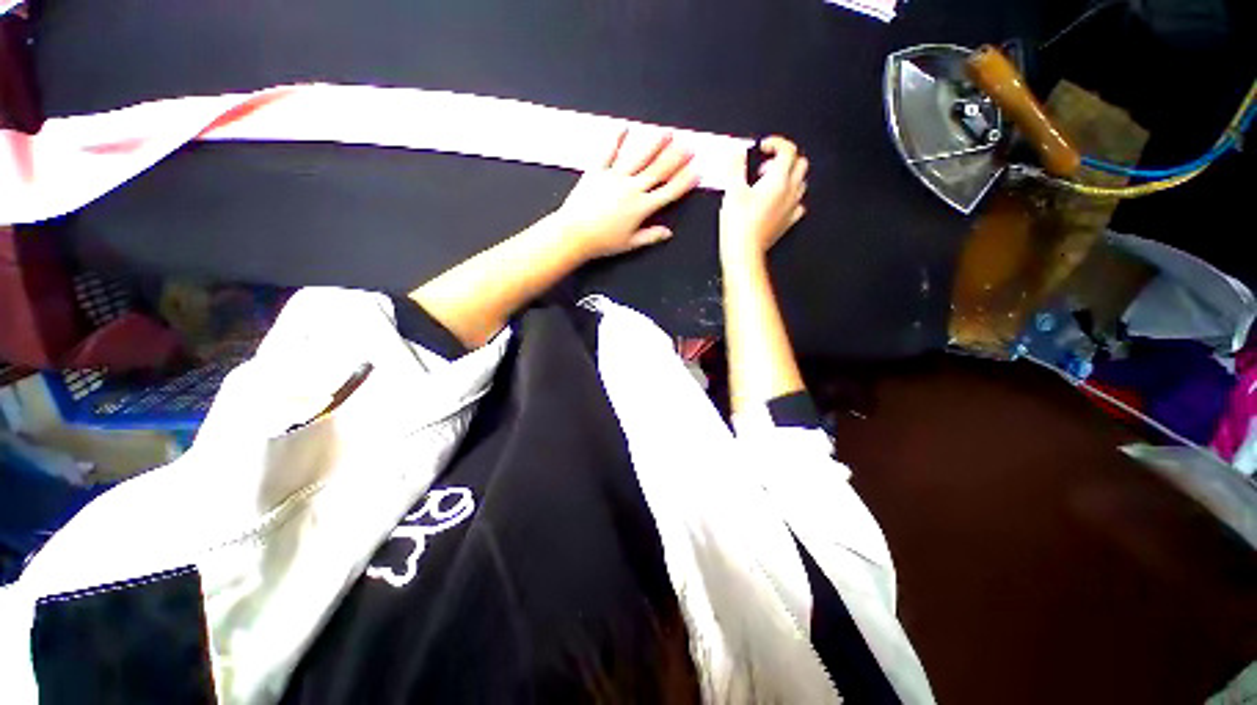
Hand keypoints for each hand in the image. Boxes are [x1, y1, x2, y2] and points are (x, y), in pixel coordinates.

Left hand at [554, 129, 699, 260]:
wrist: (574, 234)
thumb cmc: (602, 242)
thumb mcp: (629, 244)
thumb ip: (650, 236)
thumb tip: (668, 233)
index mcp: (642, 208)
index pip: (669, 192)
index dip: (685, 181)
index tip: (697, 170)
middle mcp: (632, 188)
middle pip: (658, 170)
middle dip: (676, 158)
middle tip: (689, 145)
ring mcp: (615, 177)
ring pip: (638, 157)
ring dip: (654, 144)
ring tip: (666, 133)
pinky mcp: (597, 171)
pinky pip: (608, 152)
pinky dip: (616, 139)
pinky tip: (625, 128)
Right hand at [719, 136, 808, 263]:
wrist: (744, 252)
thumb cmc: (738, 223)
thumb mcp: (732, 191)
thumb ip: (736, 167)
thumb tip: (737, 152)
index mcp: (778, 180)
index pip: (788, 150)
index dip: (776, 143)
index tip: (762, 147)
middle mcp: (790, 191)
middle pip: (800, 163)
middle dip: (784, 159)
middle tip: (764, 167)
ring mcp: (791, 208)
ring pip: (801, 182)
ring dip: (788, 177)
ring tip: (767, 184)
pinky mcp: (788, 222)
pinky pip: (798, 204)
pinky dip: (790, 198)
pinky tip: (777, 202)